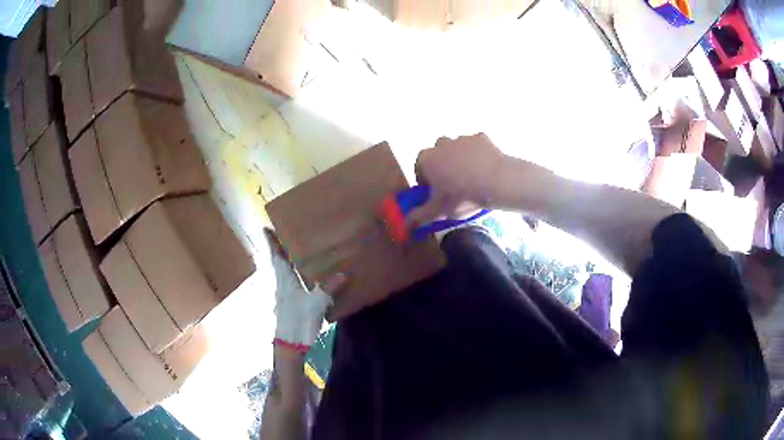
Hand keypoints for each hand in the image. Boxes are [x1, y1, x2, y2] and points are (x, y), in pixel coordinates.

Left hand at [264, 228, 345, 351]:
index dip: (271, 243)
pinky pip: (289, 283)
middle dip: (279, 249)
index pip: (277, 257)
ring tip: (295, 252)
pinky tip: (303, 278)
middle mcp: (282, 285)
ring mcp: (284, 296)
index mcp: (285, 281)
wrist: (290, 345)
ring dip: (285, 262)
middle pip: (278, 263)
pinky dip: (293, 275)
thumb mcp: (316, 304)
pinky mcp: (289, 304)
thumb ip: (328, 289)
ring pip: (283, 273)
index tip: (265, 228)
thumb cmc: (298, 321)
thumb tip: (343, 274)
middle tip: (284, 235)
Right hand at [410, 133, 505, 226]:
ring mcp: (462, 138)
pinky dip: (478, 155)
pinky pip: (476, 146)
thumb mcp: (438, 210)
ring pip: (457, 148)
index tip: (434, 191)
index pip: (419, 167)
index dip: (425, 179)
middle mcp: (441, 143)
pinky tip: (486, 168)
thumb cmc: (462, 195)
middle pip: (438, 154)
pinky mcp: (481, 137)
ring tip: (471, 177)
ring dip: (460, 159)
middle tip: (453, 183)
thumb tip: (405, 223)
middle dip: (442, 165)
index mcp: (427, 159)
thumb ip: (420, 215)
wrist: (496, 180)